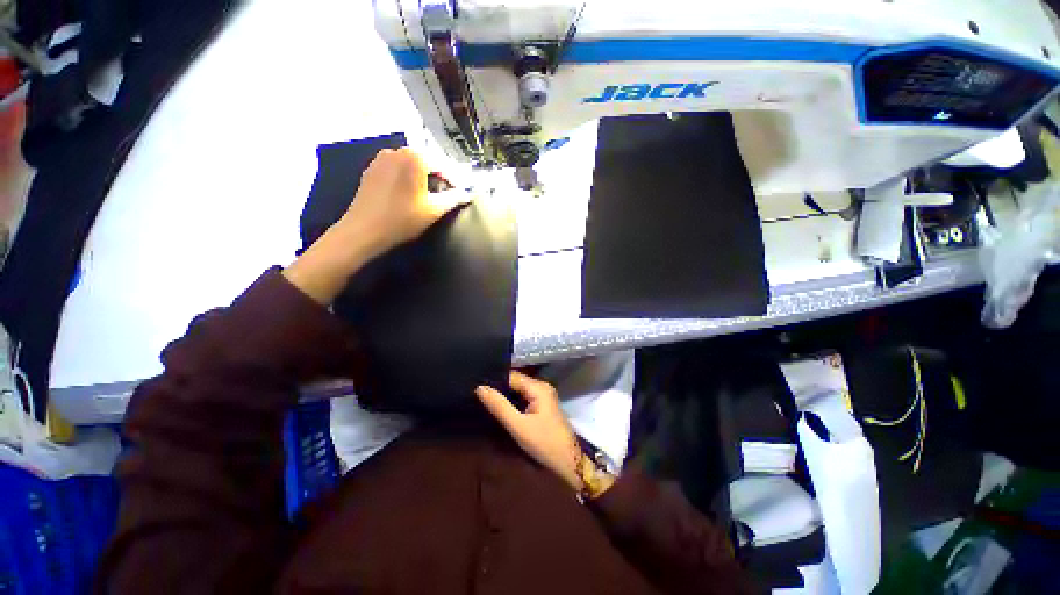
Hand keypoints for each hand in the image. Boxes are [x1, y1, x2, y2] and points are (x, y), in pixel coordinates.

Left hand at [284, 148, 467, 304]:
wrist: (364, 231)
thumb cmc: (402, 219)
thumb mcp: (434, 210)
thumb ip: (454, 199)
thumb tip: (467, 194)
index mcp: (414, 157)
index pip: (443, 165)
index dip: (455, 179)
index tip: (461, 193)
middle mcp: (396, 151)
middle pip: (426, 162)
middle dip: (438, 176)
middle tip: (447, 194)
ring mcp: (380, 159)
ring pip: (410, 165)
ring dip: (422, 176)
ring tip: (429, 195)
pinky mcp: (371, 170)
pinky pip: (396, 169)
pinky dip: (406, 178)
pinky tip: (409, 194)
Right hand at [476, 371, 582, 491]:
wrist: (568, 463)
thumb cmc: (544, 443)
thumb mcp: (518, 426)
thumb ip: (499, 406)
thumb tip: (480, 387)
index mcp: (538, 387)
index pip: (511, 375)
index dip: (494, 379)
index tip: (476, 383)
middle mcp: (541, 387)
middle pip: (515, 381)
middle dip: (498, 387)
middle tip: (477, 393)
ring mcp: (543, 396)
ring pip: (518, 389)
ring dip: (504, 395)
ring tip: (483, 398)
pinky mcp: (542, 406)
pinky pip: (523, 397)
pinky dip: (512, 401)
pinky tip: (499, 407)